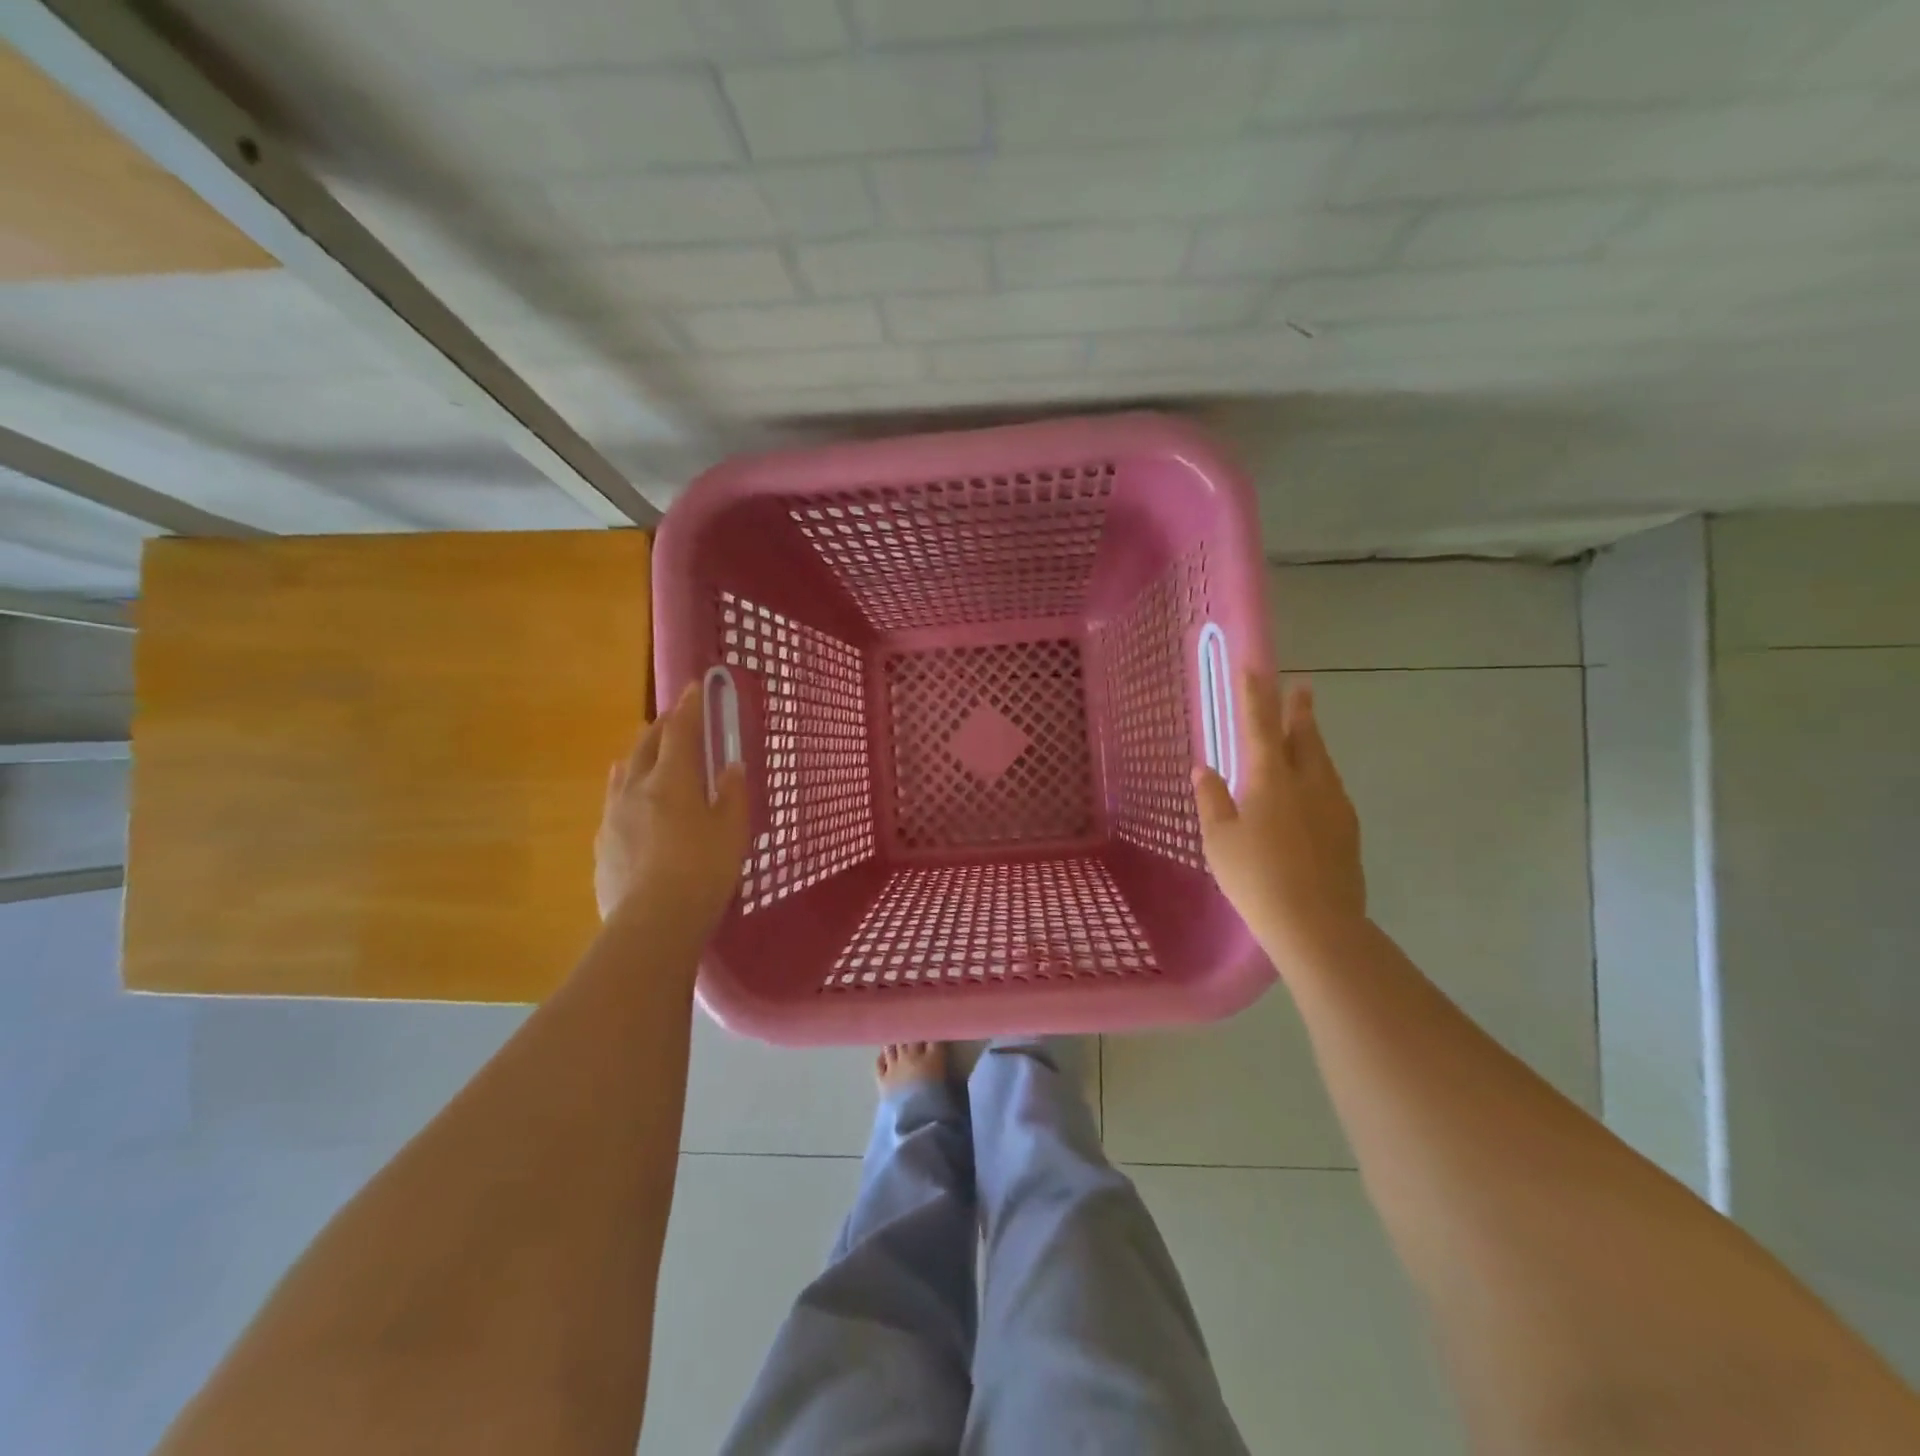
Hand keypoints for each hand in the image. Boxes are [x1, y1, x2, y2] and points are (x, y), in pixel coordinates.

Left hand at [595, 683, 749, 930]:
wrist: (653, 922)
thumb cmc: (703, 870)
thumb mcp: (732, 830)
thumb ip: (731, 794)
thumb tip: (730, 767)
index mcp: (671, 780)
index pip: (681, 732)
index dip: (690, 707)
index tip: (694, 687)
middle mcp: (636, 789)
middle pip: (646, 746)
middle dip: (662, 727)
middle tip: (675, 717)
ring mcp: (613, 817)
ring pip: (623, 772)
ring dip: (639, 755)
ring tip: (646, 750)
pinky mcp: (602, 844)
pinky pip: (613, 802)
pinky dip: (625, 788)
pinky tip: (628, 799)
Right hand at [1194, 673, 1365, 963]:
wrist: (1317, 923)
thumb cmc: (1256, 877)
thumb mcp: (1219, 839)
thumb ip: (1212, 799)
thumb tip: (1204, 769)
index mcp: (1271, 779)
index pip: (1259, 725)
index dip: (1255, 695)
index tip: (1254, 666)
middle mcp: (1308, 782)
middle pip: (1304, 736)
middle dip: (1298, 709)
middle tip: (1302, 686)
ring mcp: (1334, 805)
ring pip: (1322, 761)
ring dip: (1311, 740)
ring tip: (1305, 731)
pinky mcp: (1347, 830)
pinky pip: (1330, 787)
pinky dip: (1318, 774)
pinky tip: (1312, 789)